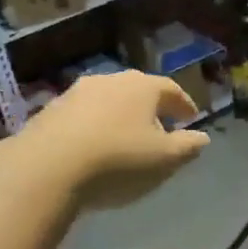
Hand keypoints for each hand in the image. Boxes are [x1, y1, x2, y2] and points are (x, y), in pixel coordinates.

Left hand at [16, 72, 211, 210]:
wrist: (45, 168)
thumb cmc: (118, 161)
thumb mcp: (165, 160)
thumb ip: (188, 147)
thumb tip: (202, 137)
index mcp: (143, 87)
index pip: (171, 89)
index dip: (184, 104)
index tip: (191, 118)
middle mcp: (110, 80)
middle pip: (138, 91)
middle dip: (151, 108)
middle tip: (160, 128)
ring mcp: (76, 93)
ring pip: (108, 101)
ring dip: (120, 116)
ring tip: (125, 139)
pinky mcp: (50, 110)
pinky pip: (83, 115)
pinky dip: (94, 127)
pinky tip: (93, 147)